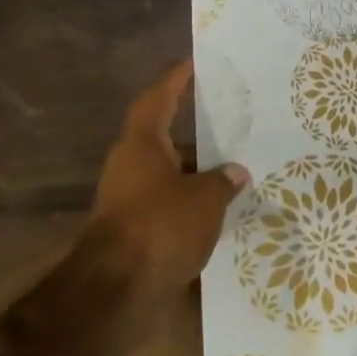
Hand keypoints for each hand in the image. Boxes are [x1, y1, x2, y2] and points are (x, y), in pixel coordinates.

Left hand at [90, 60, 248, 297]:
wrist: (117, 291)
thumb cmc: (160, 227)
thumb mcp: (205, 199)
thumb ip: (223, 181)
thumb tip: (235, 172)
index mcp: (141, 146)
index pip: (158, 100)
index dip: (175, 80)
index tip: (192, 64)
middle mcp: (131, 167)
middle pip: (166, 141)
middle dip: (199, 136)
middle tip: (235, 126)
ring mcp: (130, 200)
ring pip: (171, 175)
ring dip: (199, 173)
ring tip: (239, 170)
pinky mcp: (137, 230)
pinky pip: (171, 204)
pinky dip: (195, 203)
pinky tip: (224, 208)